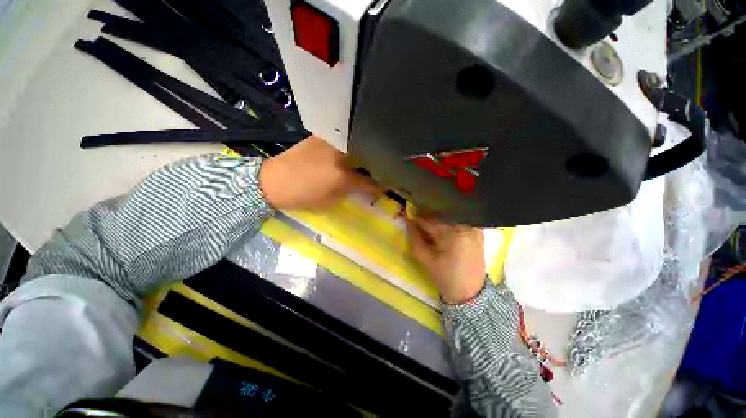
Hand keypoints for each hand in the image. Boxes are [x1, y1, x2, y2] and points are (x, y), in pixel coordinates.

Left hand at [260, 136, 381, 210]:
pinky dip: (355, 143)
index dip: (383, 185)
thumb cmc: (302, 196)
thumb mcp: (330, 202)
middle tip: (387, 168)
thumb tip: (367, 187)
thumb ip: (352, 192)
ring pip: (360, 144)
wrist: (273, 180)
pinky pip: (346, 138)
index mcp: (342, 176)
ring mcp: (333, 142)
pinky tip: (357, 147)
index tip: (391, 184)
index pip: (371, 181)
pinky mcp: (324, 136)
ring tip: (375, 156)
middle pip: (369, 158)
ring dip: (369, 151)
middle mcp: (341, 155)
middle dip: (380, 164)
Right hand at [406, 217, 485, 303]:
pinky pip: (460, 220)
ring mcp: (474, 228)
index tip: (407, 216)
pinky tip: (444, 229)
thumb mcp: (424, 259)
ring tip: (430, 226)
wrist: (470, 293)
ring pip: (450, 216)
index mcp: (451, 234)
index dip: (416, 217)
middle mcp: (465, 226)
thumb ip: (414, 238)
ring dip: (438, 218)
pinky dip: (450, 222)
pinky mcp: (478, 232)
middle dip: (426, 216)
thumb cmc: (444, 277)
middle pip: (440, 215)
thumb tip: (407, 221)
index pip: (429, 220)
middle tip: (417, 221)